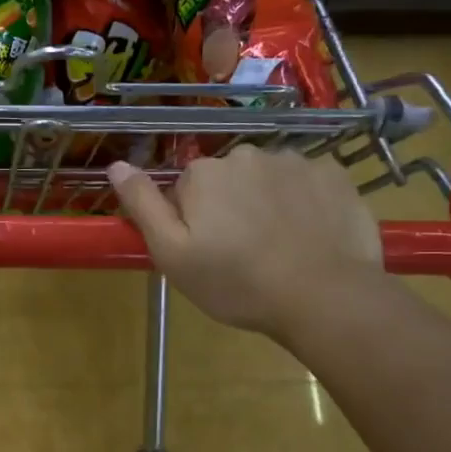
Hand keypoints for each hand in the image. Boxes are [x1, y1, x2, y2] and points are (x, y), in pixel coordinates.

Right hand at [107, 147, 383, 343]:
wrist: (322, 296)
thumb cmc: (235, 282)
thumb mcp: (172, 254)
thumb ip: (143, 205)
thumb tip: (116, 165)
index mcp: (203, 174)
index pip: (186, 188)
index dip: (191, 220)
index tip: (205, 251)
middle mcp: (246, 155)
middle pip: (227, 179)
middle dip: (229, 206)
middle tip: (240, 253)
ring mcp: (295, 161)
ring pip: (267, 179)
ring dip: (266, 203)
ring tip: (278, 247)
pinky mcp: (334, 174)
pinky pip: (306, 183)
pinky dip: (304, 202)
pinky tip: (308, 235)